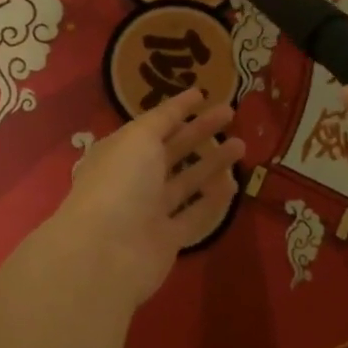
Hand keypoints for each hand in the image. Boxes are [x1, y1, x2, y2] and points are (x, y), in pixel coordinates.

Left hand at [51, 89, 245, 304]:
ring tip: (241, 145)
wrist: (106, 253)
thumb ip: (161, 121)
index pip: (152, 125)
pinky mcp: (166, 240)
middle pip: (171, 151)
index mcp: (121, 151)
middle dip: (200, 132)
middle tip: (230, 113)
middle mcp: (134, 179)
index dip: (176, 109)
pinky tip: (234, 184)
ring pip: (186, 182)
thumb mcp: (138, 138)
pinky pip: (194, 216)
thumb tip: (176, 108)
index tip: (202, 94)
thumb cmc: (120, 184)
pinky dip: (213, 200)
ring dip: (212, 163)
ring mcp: (150, 211)